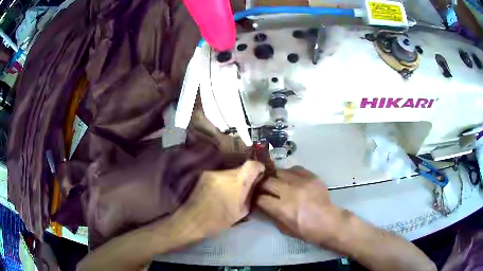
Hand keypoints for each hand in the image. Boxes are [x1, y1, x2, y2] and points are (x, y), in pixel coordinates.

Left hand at [172, 161, 264, 237]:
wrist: (193, 220)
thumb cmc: (219, 220)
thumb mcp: (242, 211)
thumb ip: (250, 194)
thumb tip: (255, 184)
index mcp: (237, 181)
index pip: (252, 164)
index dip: (258, 168)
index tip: (259, 175)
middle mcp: (224, 172)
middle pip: (240, 168)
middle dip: (244, 176)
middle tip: (244, 187)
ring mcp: (212, 172)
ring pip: (228, 171)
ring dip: (232, 178)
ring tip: (229, 191)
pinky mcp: (203, 174)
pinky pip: (219, 174)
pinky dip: (222, 180)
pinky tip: (218, 191)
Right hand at [256, 166, 343, 245]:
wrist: (329, 222)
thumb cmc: (306, 230)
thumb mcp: (284, 228)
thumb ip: (271, 215)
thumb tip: (261, 204)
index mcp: (282, 208)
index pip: (260, 198)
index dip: (254, 198)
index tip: (254, 198)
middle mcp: (290, 192)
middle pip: (266, 181)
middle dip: (261, 186)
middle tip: (262, 189)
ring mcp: (301, 181)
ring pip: (279, 171)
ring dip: (274, 178)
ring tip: (276, 182)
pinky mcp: (311, 176)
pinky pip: (294, 168)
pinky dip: (288, 173)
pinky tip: (290, 179)